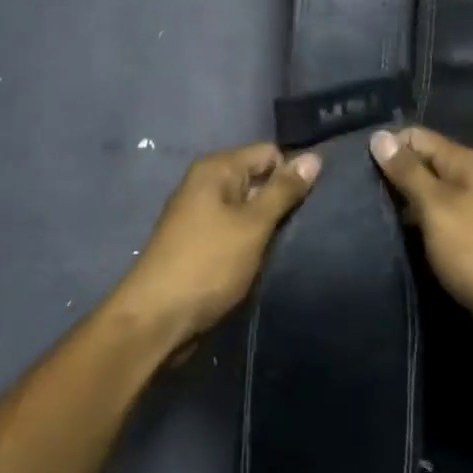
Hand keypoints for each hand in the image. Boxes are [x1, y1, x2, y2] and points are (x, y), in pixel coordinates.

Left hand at [114, 143, 320, 346]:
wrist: (157, 319)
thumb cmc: (208, 264)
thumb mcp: (252, 225)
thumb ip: (283, 191)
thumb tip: (314, 157)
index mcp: (216, 169)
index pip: (269, 153)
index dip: (292, 174)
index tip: (312, 202)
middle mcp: (206, 184)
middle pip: (259, 179)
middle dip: (282, 200)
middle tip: (308, 224)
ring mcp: (202, 214)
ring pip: (250, 208)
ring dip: (269, 224)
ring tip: (292, 242)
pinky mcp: (201, 242)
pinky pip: (237, 229)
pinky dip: (253, 240)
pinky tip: (267, 257)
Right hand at [369, 127, 472, 364]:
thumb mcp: (436, 205)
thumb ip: (407, 171)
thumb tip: (378, 136)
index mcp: (465, 162)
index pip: (416, 137)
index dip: (387, 146)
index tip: (354, 166)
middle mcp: (469, 180)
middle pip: (421, 164)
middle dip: (389, 176)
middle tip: (351, 192)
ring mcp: (469, 211)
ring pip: (424, 196)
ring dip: (398, 204)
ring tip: (361, 214)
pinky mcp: (465, 240)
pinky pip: (432, 222)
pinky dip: (412, 226)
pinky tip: (388, 236)